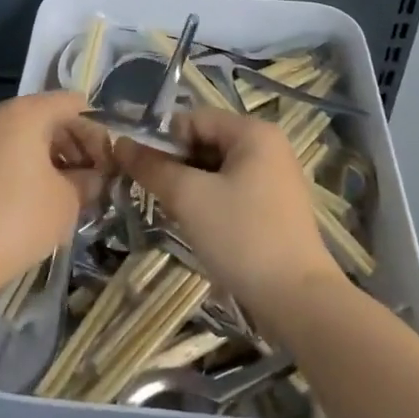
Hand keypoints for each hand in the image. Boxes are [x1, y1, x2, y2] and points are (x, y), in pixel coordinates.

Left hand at [0, 92, 109, 300]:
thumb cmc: (17, 220)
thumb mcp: (68, 202)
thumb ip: (88, 182)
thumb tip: (92, 178)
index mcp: (25, 112)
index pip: (73, 104)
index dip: (97, 132)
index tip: (107, 166)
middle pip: (45, 117)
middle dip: (73, 146)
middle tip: (89, 182)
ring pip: (20, 137)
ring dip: (47, 159)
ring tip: (61, 195)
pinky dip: (19, 169)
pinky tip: (27, 204)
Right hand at [112, 109, 344, 317]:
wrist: (298, 299)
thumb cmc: (242, 236)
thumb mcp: (189, 198)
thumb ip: (153, 167)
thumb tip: (120, 144)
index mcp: (253, 132)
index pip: (194, 118)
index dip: (164, 141)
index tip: (144, 174)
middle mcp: (268, 145)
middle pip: (206, 141)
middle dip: (177, 165)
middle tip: (159, 197)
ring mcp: (275, 176)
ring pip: (217, 168)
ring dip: (192, 186)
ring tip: (177, 215)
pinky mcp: (276, 206)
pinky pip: (233, 189)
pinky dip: (211, 201)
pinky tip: (202, 227)